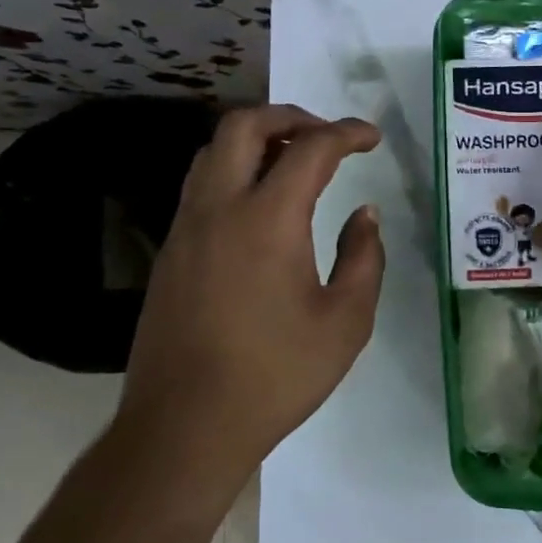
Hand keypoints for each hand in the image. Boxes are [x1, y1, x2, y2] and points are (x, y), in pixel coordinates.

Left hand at [119, 105, 384, 497]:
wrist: (185, 426)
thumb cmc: (275, 375)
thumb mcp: (345, 322)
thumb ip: (363, 258)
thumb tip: (364, 215)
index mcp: (269, 219)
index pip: (310, 149)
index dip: (346, 133)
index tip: (370, 138)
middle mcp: (220, 208)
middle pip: (244, 125)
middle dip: (290, 116)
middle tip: (325, 136)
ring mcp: (187, 228)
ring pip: (213, 150)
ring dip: (255, 139)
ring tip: (292, 162)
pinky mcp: (170, 251)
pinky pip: (200, 184)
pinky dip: (233, 169)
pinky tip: (259, 205)